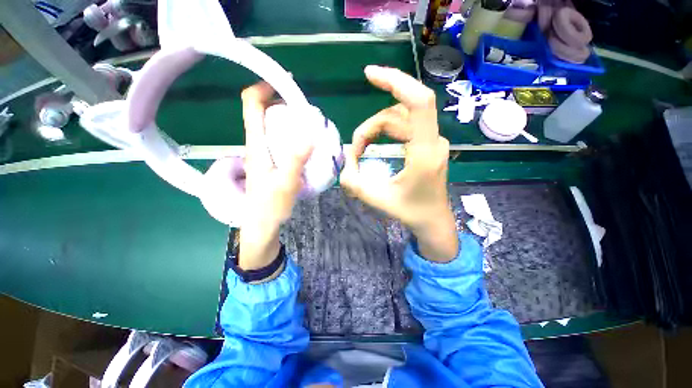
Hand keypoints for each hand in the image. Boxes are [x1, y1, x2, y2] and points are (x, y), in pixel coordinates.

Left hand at [239, 82, 312, 270]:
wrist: (262, 225)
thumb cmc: (271, 206)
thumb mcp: (286, 183)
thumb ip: (296, 159)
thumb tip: (309, 134)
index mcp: (256, 145)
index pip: (251, 105)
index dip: (263, 87)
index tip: (285, 83)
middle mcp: (256, 145)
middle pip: (262, 111)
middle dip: (280, 101)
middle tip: (304, 106)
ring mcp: (263, 154)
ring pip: (271, 126)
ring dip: (286, 118)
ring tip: (307, 122)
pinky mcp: (270, 162)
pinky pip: (278, 139)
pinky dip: (290, 133)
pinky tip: (304, 142)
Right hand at [340, 66, 457, 261]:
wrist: (433, 221)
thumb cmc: (411, 212)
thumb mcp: (378, 199)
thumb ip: (355, 184)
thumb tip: (342, 166)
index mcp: (424, 152)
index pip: (419, 102)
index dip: (396, 81)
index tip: (370, 74)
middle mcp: (432, 141)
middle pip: (397, 114)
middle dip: (370, 127)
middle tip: (355, 149)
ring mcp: (431, 142)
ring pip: (399, 120)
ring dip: (376, 130)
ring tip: (361, 150)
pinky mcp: (427, 145)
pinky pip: (404, 127)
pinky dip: (385, 133)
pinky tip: (374, 144)